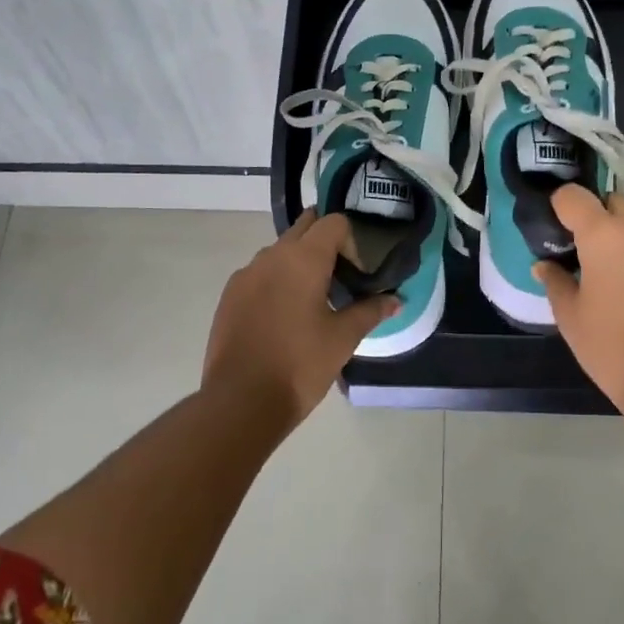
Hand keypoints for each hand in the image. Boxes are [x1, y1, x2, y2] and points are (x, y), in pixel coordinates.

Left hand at [202, 212, 397, 430]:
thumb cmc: (300, 364)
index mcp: (302, 259)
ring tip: (314, 300)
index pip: (333, 223)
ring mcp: (245, 275)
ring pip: (279, 252)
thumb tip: (394, 300)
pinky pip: (259, 274)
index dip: (352, 241)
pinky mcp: (229, 296)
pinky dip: (277, 282)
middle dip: (325, 244)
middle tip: (341, 276)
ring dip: (300, 263)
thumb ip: (370, 312)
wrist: (241, 400)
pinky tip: (285, 317)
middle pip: (304, 229)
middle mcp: (270, 256)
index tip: (358, 274)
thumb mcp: (343, 338)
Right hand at [534, 186, 623, 413]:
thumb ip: (556, 282)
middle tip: (597, 260)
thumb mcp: (570, 317)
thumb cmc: (611, 347)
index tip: (561, 228)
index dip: (563, 207)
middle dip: (604, 223)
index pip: (574, 196)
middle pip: (617, 206)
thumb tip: (545, 266)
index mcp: (605, 235)